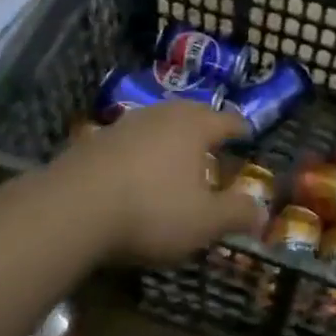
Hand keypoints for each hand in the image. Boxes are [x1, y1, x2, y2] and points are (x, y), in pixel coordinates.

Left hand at [54, 101, 264, 263]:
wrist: (72, 207)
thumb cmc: (151, 210)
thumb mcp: (204, 222)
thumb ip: (236, 214)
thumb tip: (263, 212)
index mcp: (195, 126)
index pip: (228, 120)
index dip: (241, 129)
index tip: (248, 134)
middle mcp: (163, 114)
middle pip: (192, 113)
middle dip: (205, 126)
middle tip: (214, 143)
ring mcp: (126, 123)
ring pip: (159, 123)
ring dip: (171, 137)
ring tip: (176, 156)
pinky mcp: (96, 139)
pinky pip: (131, 139)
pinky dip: (141, 150)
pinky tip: (137, 170)